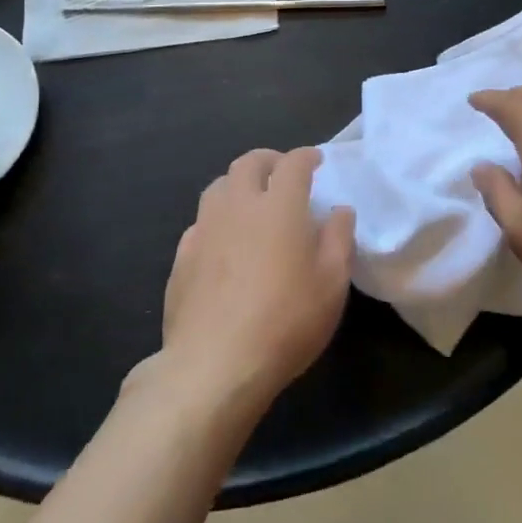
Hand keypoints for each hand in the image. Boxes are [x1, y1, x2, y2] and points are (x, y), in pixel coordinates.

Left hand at [158, 147, 355, 408]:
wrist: (214, 366)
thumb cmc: (286, 321)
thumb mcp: (332, 283)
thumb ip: (339, 239)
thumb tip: (339, 211)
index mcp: (279, 206)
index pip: (293, 163)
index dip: (306, 156)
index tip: (316, 161)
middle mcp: (238, 206)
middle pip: (248, 164)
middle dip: (268, 160)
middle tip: (282, 173)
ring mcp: (205, 230)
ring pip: (218, 187)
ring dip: (238, 184)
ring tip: (251, 202)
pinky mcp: (182, 258)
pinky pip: (200, 222)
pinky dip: (217, 219)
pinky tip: (224, 241)